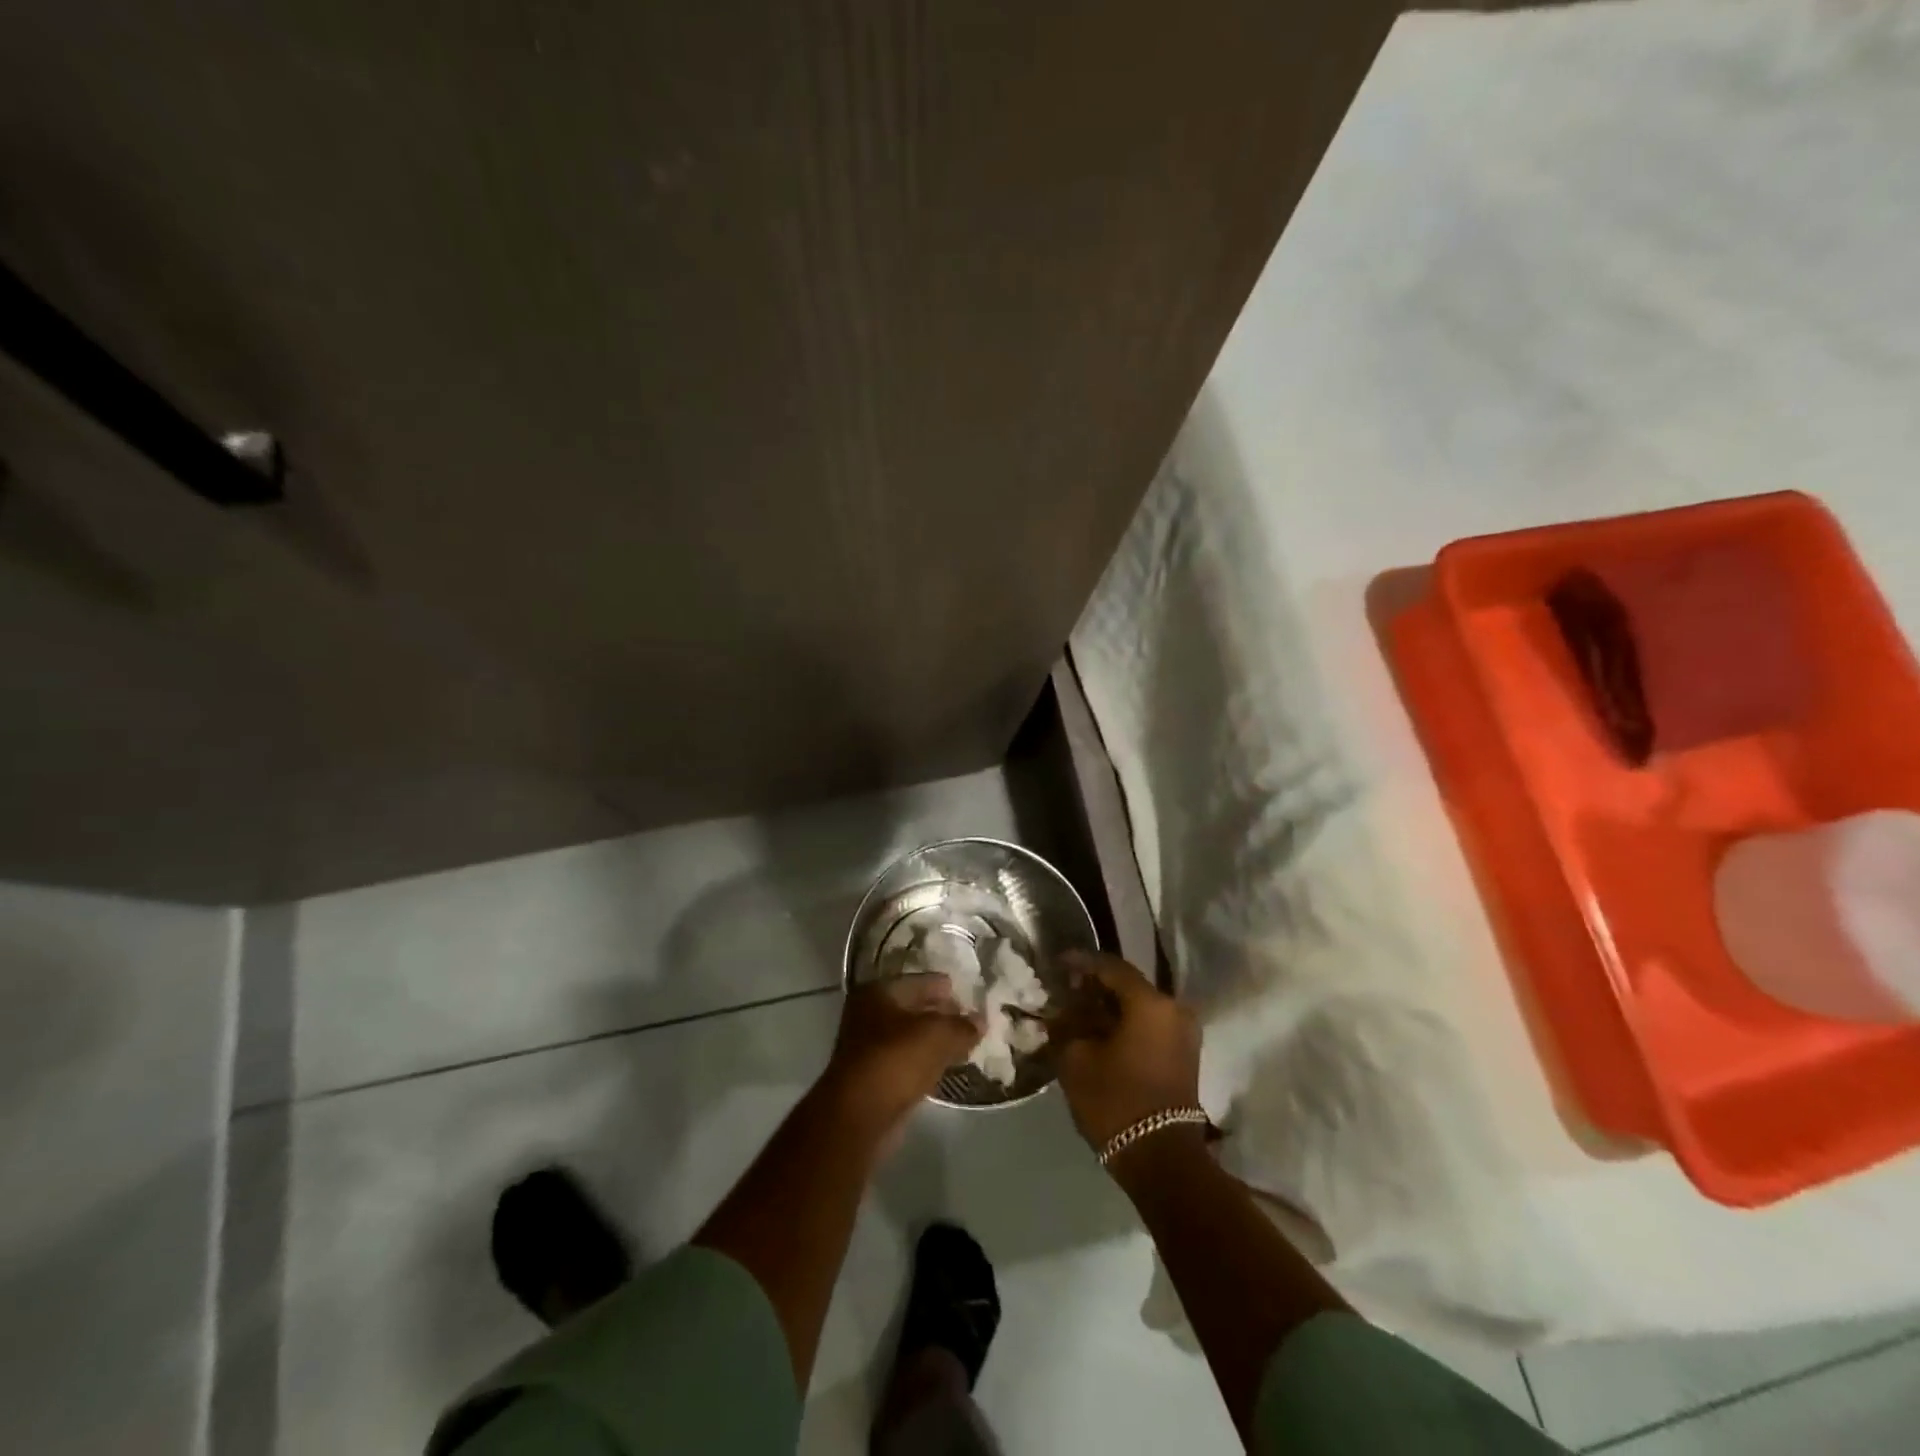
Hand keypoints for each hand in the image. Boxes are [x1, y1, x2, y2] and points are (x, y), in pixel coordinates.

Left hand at [819, 975, 979, 1146]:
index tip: (972, 995)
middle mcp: (868, 1013)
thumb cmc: (896, 1061)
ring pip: (911, 1036)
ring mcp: (868, 1046)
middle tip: (972, 1020)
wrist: (860, 1116)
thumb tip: (981, 1021)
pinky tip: (946, 1066)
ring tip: (965, 1043)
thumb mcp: (938, 1036)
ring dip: (935, 1040)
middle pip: (914, 1007)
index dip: (947, 987)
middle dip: (942, 1014)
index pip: (920, 981)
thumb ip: (962, 1026)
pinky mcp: (874, 1076)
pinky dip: (926, 1061)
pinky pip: (907, 1060)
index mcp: (879, 992)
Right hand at [1056, 953, 1201, 1152]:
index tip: (1058, 963)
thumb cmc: (1116, 1101)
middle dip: (1096, 986)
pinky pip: (1150, 1025)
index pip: (1111, 967)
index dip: (1081, 962)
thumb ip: (1067, 1025)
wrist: (1161, 1159)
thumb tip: (1063, 1011)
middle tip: (1066, 989)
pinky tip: (1100, 1033)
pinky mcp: (1184, 1055)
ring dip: (1111, 1007)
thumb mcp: (1076, 1059)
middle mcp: (1174, 1009)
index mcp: (1151, 1003)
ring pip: (1140, 1006)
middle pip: (1128, 985)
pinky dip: (1126, 1023)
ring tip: (1079, 1013)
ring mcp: (1184, 1033)